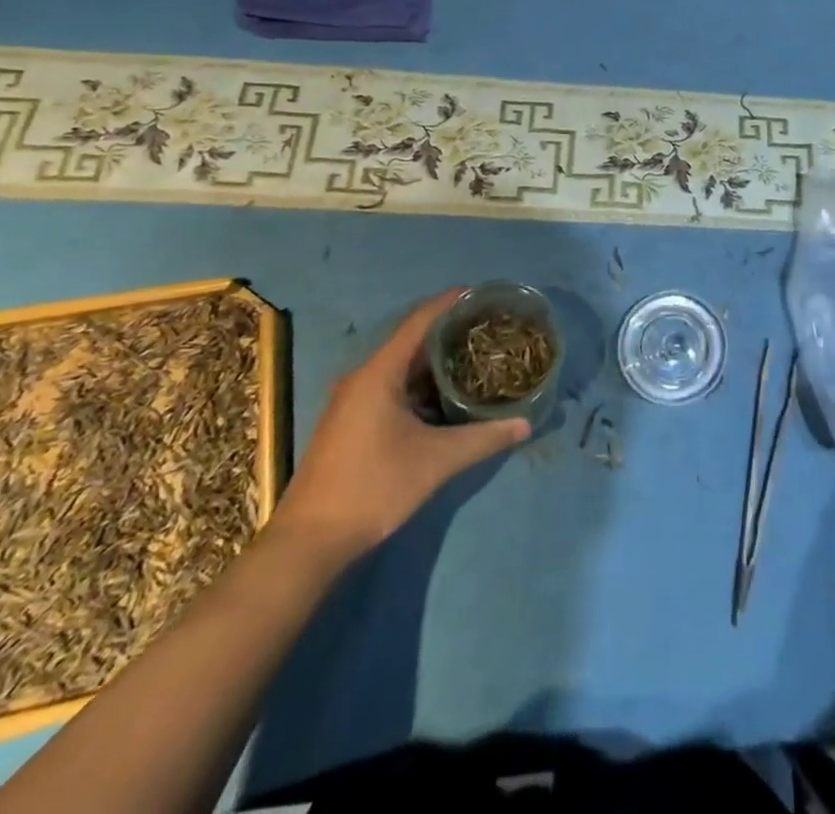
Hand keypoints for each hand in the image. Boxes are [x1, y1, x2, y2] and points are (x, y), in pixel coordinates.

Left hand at [269, 287, 529, 564]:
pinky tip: (445, 396)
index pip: (419, 321)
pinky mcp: (350, 421)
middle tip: (486, 327)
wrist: (309, 542)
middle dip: (448, 331)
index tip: (480, 292)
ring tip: (473, 357)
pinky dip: (420, 384)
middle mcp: (362, 377)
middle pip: (411, 341)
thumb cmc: (373, 488)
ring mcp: (352, 401)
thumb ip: (483, 438)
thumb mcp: (435, 461)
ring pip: (401, 367)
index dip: (449, 302)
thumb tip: (525, 424)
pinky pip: (391, 386)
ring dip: (435, 361)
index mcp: (379, 373)